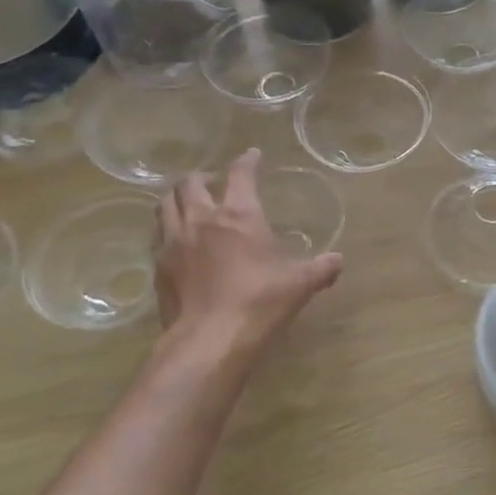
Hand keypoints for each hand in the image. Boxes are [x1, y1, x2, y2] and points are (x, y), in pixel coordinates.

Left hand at [156, 149, 341, 347]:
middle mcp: (202, 219)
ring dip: (177, 197)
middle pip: (191, 183)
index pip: (241, 175)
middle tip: (213, 181)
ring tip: (187, 202)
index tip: (252, 155)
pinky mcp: (159, 267)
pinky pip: (157, 235)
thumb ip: (322, 268)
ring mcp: (174, 242)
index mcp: (239, 215)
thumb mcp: (301, 284)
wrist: (210, 340)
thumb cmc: (260, 302)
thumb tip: (338, 261)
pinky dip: (166, 228)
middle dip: (203, 177)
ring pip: (166, 205)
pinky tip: (175, 239)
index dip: (247, 161)